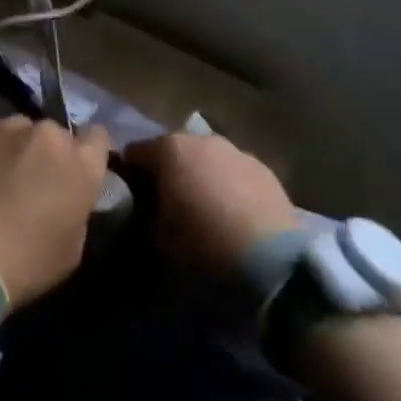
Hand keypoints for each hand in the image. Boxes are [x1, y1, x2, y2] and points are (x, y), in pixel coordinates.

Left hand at [0, 117, 109, 309]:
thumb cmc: (25, 264)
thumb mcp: (72, 248)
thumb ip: (78, 207)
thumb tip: (70, 194)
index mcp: (82, 164)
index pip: (96, 137)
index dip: (84, 153)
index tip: (72, 170)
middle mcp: (48, 133)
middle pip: (52, 134)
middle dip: (44, 152)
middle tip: (27, 179)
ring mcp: (6, 126)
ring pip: (16, 130)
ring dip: (11, 148)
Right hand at [122, 132, 298, 279]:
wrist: (272, 260)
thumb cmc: (202, 243)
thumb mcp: (156, 236)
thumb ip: (144, 211)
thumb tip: (146, 206)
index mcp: (169, 149)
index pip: (133, 153)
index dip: (129, 175)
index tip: (132, 199)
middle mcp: (202, 140)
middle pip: (172, 151)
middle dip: (167, 173)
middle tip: (168, 205)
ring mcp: (236, 151)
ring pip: (206, 159)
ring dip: (199, 176)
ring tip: (204, 210)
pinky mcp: (264, 169)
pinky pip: (233, 172)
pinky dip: (227, 185)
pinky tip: (233, 214)